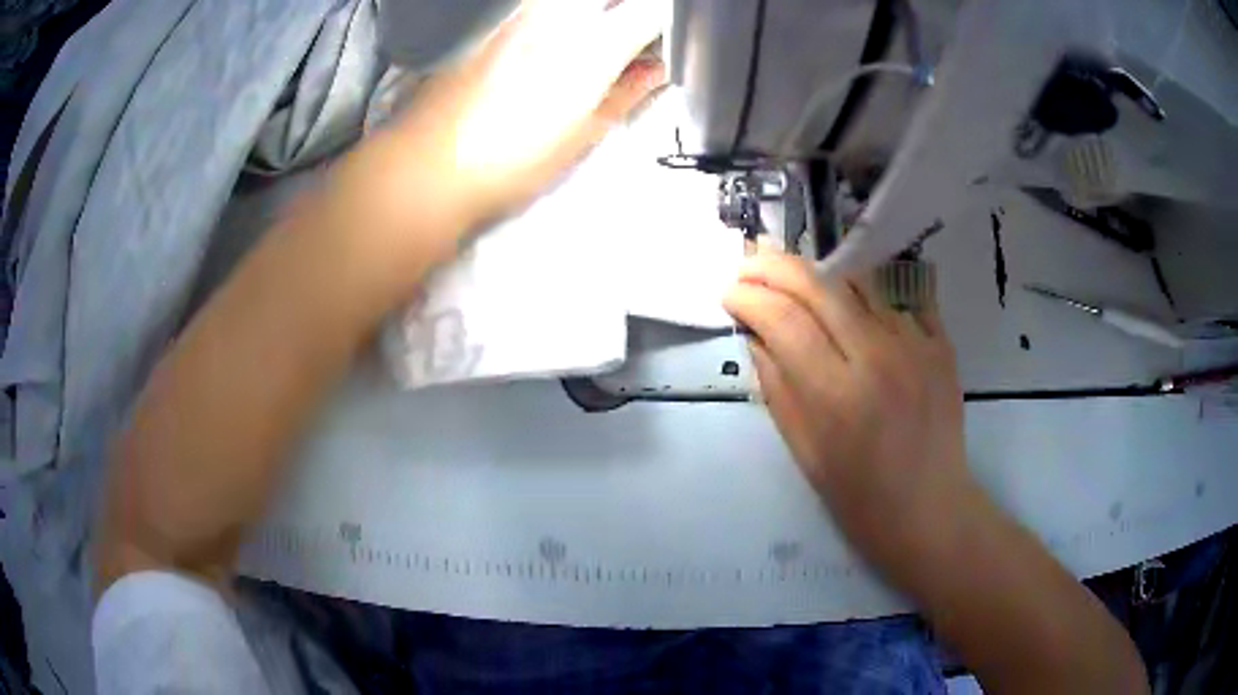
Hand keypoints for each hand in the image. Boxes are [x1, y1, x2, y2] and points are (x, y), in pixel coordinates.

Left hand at [378, 0, 664, 232]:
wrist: (426, 166)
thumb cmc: (510, 163)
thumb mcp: (582, 135)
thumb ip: (626, 92)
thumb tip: (655, 70)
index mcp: (593, 48)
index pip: (650, 9)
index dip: (661, 22)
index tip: (656, 42)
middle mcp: (559, 16)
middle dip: (625, 9)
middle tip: (621, 38)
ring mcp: (521, 12)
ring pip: (571, 1)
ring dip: (589, 13)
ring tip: (582, 43)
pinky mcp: (492, 19)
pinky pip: (536, 6)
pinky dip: (555, 15)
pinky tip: (545, 42)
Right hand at [723, 253, 977, 572]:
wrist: (930, 509)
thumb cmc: (860, 497)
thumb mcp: (803, 452)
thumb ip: (776, 387)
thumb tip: (756, 334)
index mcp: (836, 394)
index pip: (782, 319)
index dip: (747, 297)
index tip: (729, 293)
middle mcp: (878, 356)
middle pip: (818, 284)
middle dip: (773, 266)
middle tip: (749, 265)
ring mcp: (916, 344)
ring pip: (858, 280)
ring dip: (818, 273)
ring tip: (795, 279)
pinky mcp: (941, 342)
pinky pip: (896, 297)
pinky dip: (866, 294)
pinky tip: (852, 303)